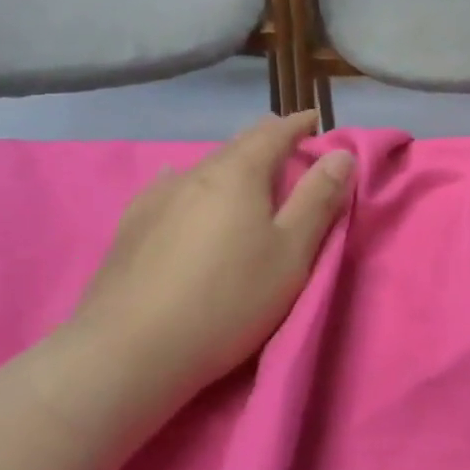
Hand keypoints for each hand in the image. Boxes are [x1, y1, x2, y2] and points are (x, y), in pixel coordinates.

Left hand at [64, 111, 354, 402]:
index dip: (298, 124)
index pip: (274, 133)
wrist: (129, 350)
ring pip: (203, 168)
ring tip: (242, 177)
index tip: (314, 119)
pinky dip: (191, 185)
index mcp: (238, 173)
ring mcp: (156, 198)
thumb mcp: (291, 253)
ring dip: (230, 165)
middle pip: (237, 145)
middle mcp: (194, 173)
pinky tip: (180, 192)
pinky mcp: (131, 227)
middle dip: (266, 142)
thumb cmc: (228, 299)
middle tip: (287, 148)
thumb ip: (318, 200)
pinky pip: (170, 189)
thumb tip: (340, 154)